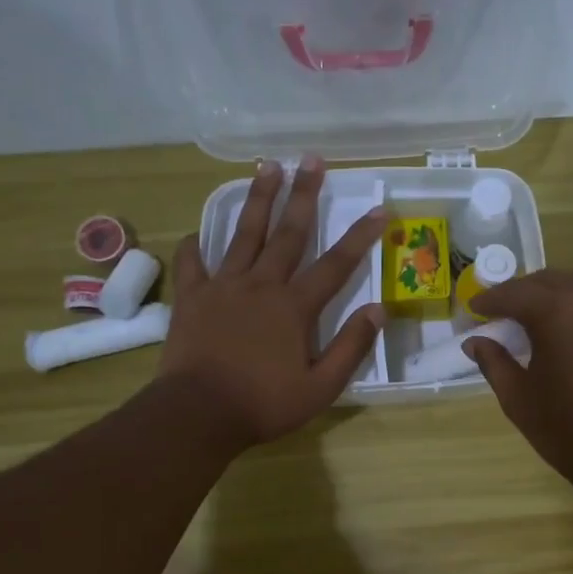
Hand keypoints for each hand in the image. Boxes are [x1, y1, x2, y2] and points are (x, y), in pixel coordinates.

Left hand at [159, 157, 384, 450]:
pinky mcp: (193, 297)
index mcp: (295, 307)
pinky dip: (196, 245)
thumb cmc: (264, 404)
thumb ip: (351, 347)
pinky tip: (199, 232)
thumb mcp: (320, 388)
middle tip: (312, 159)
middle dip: (304, 194)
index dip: (361, 236)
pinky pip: (194, 262)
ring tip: (267, 167)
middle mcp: (261, 285)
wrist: (198, 414)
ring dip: (258, 199)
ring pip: (244, 234)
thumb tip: (378, 310)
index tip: (380, 209)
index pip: (336, 264)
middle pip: (288, 233)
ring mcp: (223, 287)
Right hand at [463, 268, 572, 480]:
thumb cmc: (565, 427)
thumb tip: (475, 342)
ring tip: (548, 311)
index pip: (513, 294)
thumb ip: (494, 362)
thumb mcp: (517, 398)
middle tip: (506, 312)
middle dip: (523, 292)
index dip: (490, 300)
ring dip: (562, 290)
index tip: (475, 308)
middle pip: (549, 281)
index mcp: (553, 311)